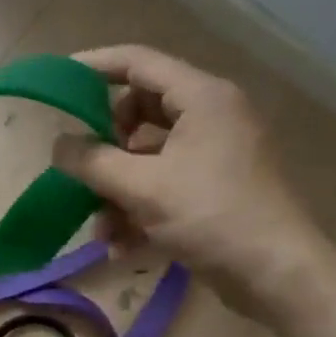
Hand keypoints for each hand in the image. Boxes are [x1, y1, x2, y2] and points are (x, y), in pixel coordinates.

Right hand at [51, 44, 326, 314]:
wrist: (277, 274)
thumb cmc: (211, 217)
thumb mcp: (143, 188)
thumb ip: (93, 162)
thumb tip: (58, 145)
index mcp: (202, 97)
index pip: (138, 62)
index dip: (94, 67)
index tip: (58, 81)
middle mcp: (212, 116)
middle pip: (141, 112)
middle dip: (107, 145)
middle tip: (83, 167)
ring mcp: (217, 154)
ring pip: (151, 157)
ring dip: (119, 190)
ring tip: (101, 230)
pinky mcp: (217, 188)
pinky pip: (167, 185)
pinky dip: (142, 210)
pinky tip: (122, 248)